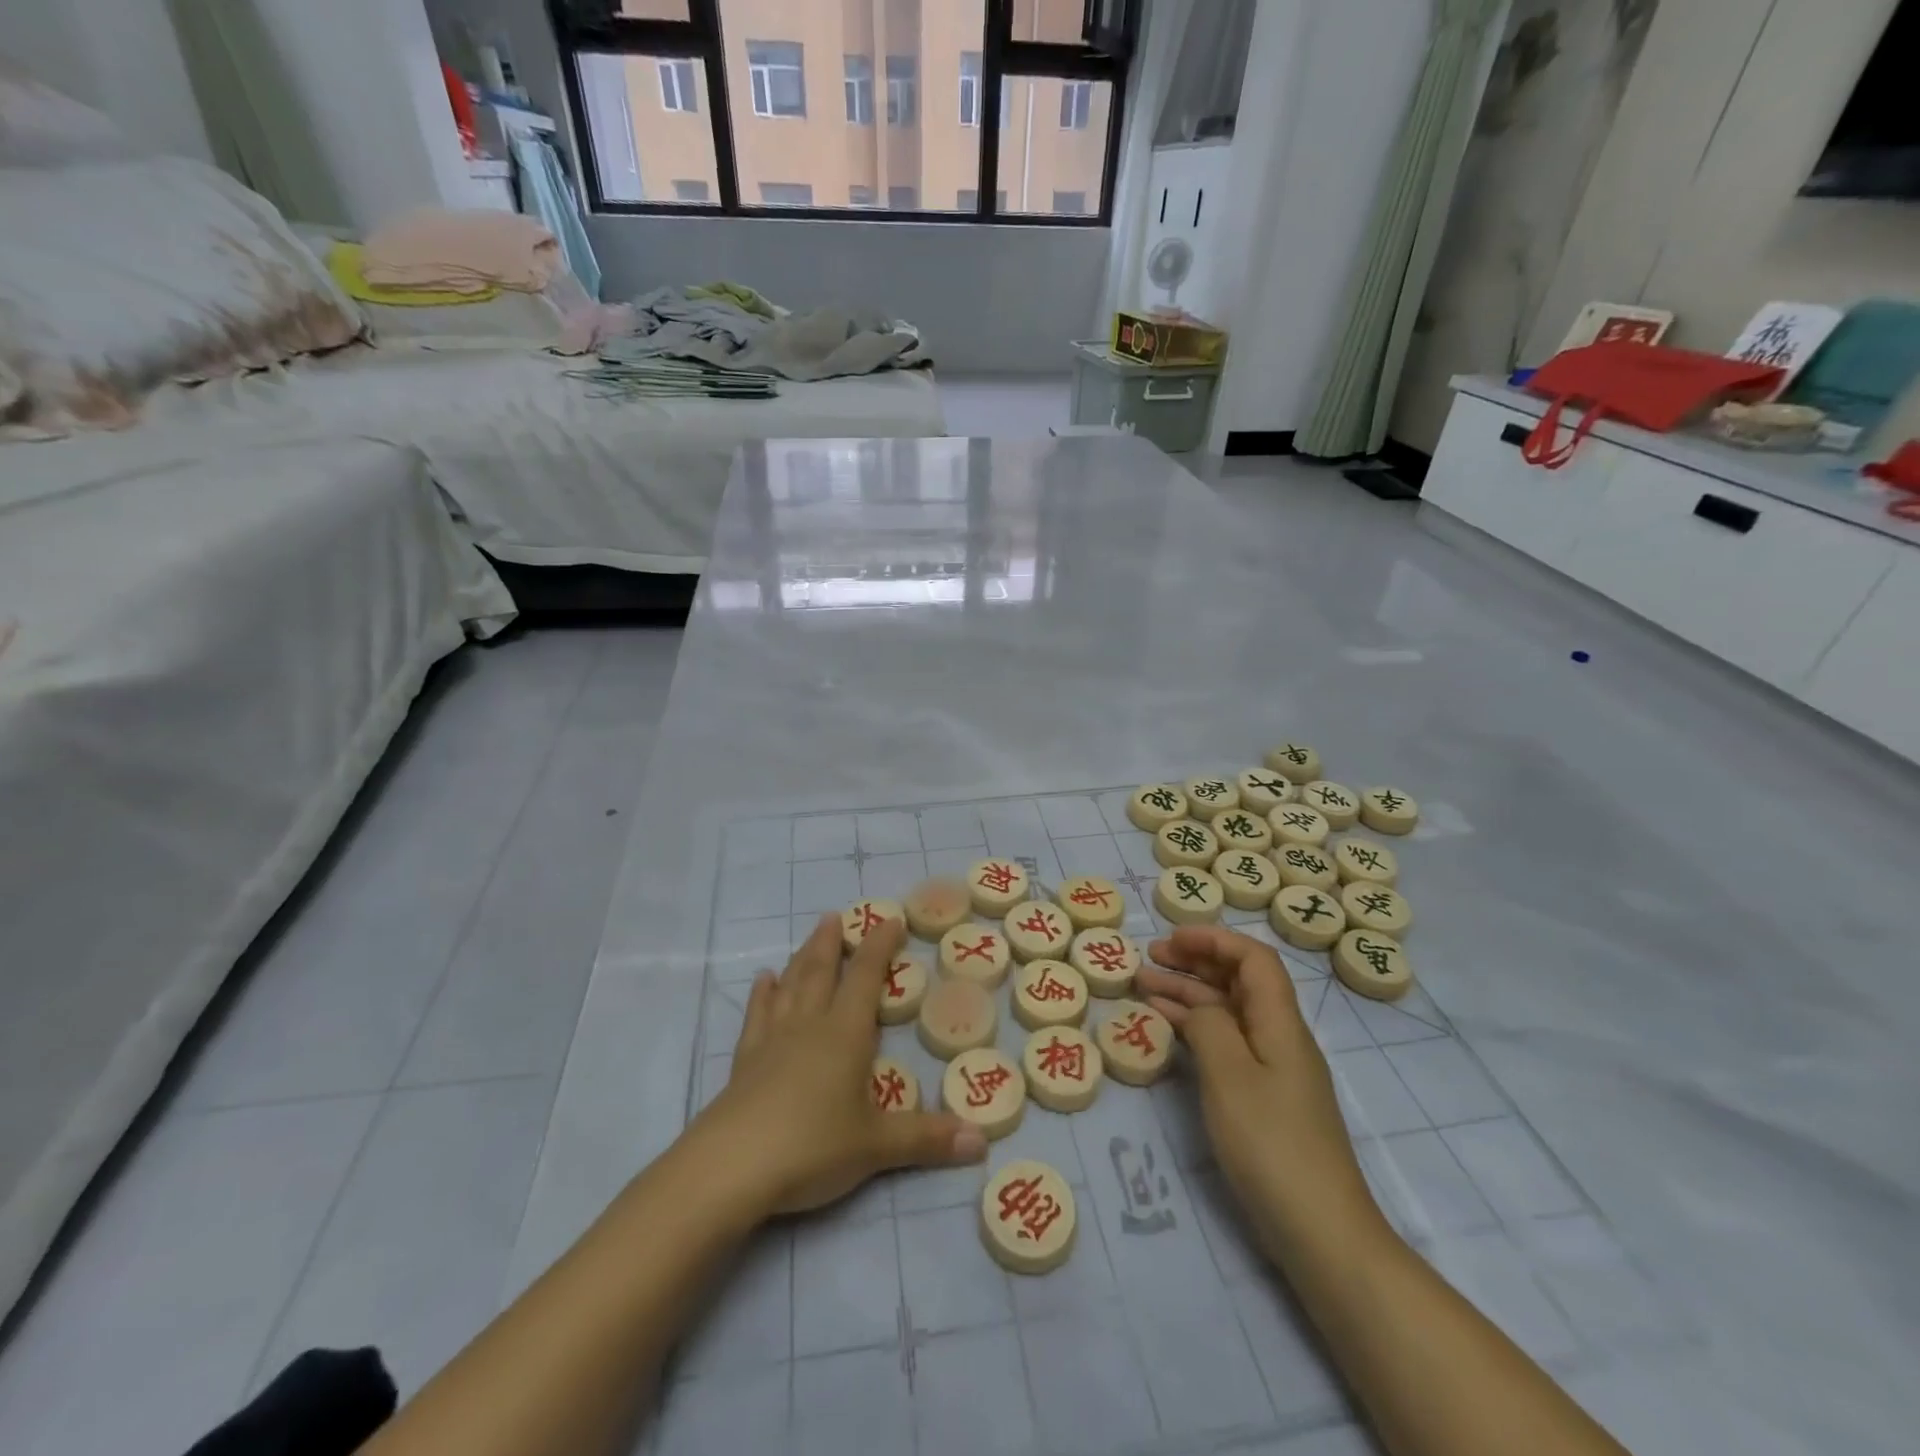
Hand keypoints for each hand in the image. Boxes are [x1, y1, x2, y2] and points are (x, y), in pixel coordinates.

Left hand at [697, 914, 986, 1217]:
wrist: (732, 1167)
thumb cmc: (812, 1146)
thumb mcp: (877, 1146)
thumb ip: (927, 1138)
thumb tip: (982, 1141)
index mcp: (844, 1033)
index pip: (865, 977)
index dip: (879, 946)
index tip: (890, 919)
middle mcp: (809, 1025)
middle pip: (821, 971)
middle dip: (832, 942)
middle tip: (836, 916)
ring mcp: (773, 1041)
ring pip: (790, 986)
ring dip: (801, 958)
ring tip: (809, 935)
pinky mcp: (744, 1062)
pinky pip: (756, 1016)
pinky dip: (762, 995)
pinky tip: (763, 980)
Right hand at [1137, 926, 1380, 1257]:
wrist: (1321, 1232)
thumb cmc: (1272, 1145)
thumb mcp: (1230, 1076)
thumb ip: (1208, 1027)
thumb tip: (1195, 1006)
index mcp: (1281, 1023)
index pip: (1254, 959)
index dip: (1214, 939)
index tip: (1171, 939)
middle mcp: (1280, 1037)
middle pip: (1239, 981)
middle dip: (1195, 961)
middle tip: (1149, 958)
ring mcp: (1273, 1069)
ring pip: (1228, 1012)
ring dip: (1189, 994)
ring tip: (1143, 985)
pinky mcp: (1264, 1098)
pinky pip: (1227, 1043)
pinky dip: (1195, 1028)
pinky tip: (1166, 1028)